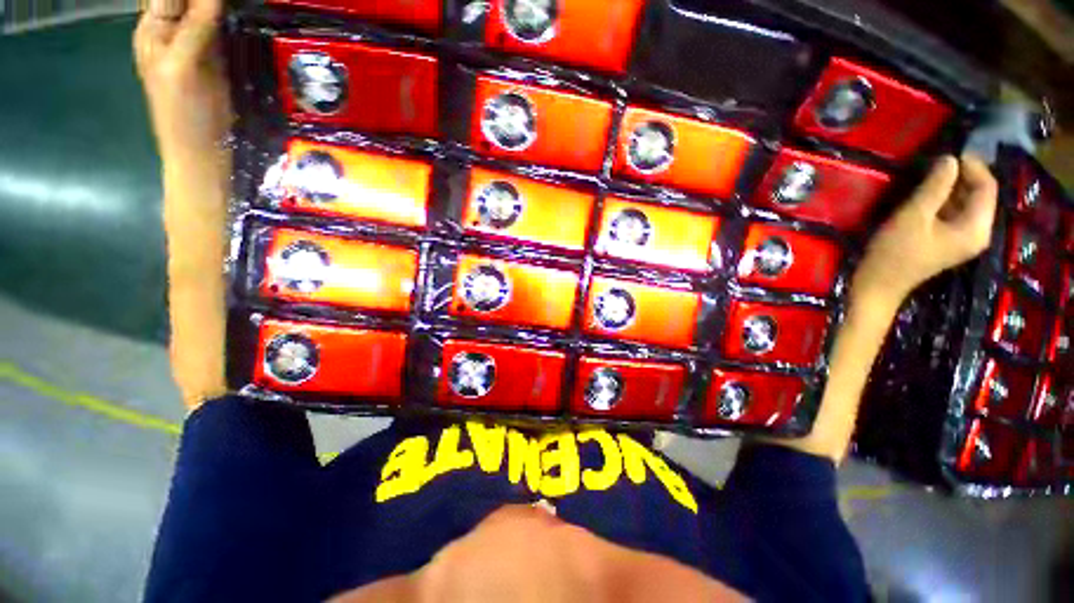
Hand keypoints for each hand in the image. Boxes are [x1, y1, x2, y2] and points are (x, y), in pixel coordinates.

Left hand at [134, 0, 230, 169]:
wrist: (203, 153)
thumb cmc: (183, 115)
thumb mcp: (182, 67)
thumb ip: (195, 27)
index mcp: (155, 28)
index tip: (219, 1)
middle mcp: (173, 30)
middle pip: (190, 1)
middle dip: (210, 2)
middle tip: (232, 7)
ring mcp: (197, 45)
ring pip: (209, 10)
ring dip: (223, 9)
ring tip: (242, 10)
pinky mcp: (218, 60)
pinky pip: (225, 29)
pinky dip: (233, 20)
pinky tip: (244, 17)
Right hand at [852, 154, 997, 307]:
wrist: (878, 285)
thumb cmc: (895, 252)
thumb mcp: (913, 216)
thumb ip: (935, 187)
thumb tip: (950, 158)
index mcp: (976, 228)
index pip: (987, 187)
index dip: (973, 166)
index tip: (949, 153)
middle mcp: (978, 233)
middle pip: (980, 195)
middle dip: (962, 176)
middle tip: (936, 164)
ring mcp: (964, 239)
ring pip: (967, 203)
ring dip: (952, 188)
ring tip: (929, 177)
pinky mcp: (950, 241)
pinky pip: (956, 214)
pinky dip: (945, 201)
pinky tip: (927, 197)